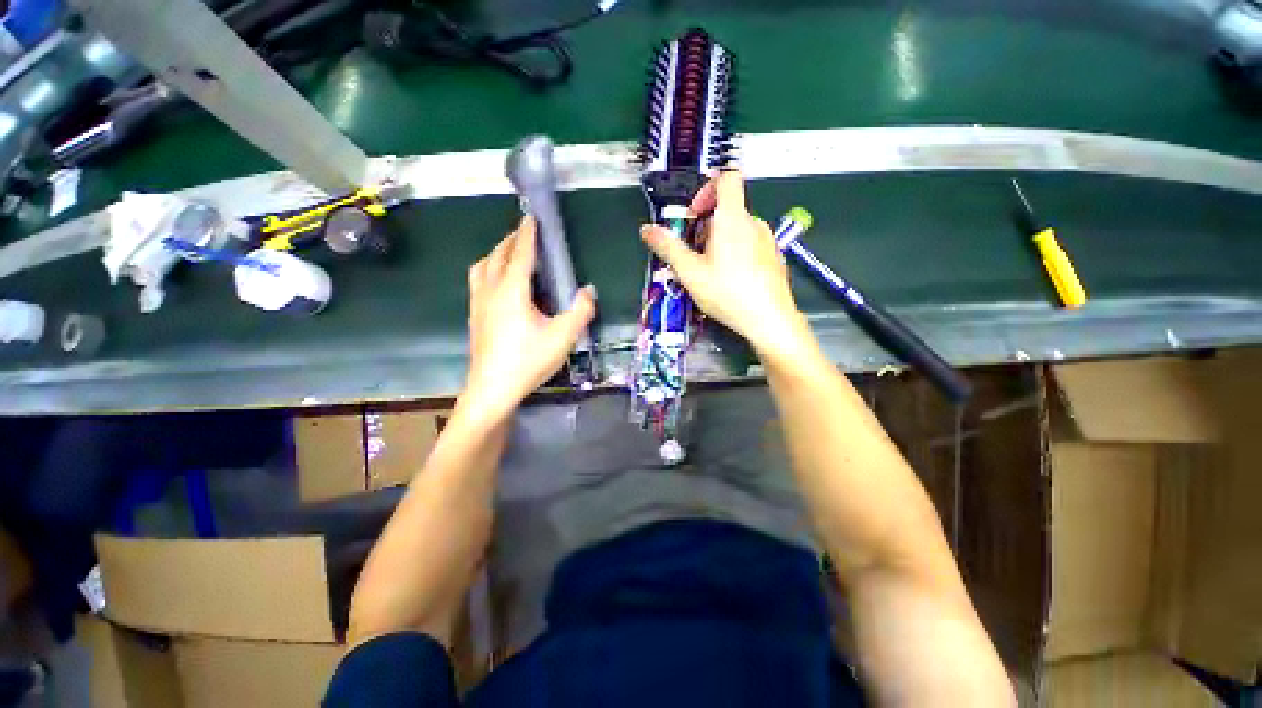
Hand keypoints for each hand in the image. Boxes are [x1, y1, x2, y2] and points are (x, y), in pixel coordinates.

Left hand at [463, 216, 595, 418]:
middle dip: (512, 240)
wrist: (492, 390)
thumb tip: (589, 290)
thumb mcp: (563, 337)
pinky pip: (478, 280)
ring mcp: (479, 303)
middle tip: (526, 233)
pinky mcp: (474, 316)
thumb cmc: (528, 361)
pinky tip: (498, 283)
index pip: (521, 253)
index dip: (528, 234)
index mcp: (512, 291)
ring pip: (482, 266)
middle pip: (498, 255)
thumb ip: (580, 311)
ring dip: (497, 253)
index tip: (532, 216)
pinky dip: (488, 269)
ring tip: (511, 254)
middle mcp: (491, 290)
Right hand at [640, 172, 814, 362]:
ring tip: (709, 271)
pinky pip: (749, 243)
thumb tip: (647, 230)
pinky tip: (728, 280)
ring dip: (718, 241)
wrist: (769, 320)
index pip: (726, 178)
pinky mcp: (773, 257)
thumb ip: (668, 248)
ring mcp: (767, 240)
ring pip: (737, 228)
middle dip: (705, 226)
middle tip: (694, 254)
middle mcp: (754, 223)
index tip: (694, 216)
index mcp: (733, 219)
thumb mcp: (691, 272)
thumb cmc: (728, 293)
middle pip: (727, 208)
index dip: (706, 189)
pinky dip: (734, 252)